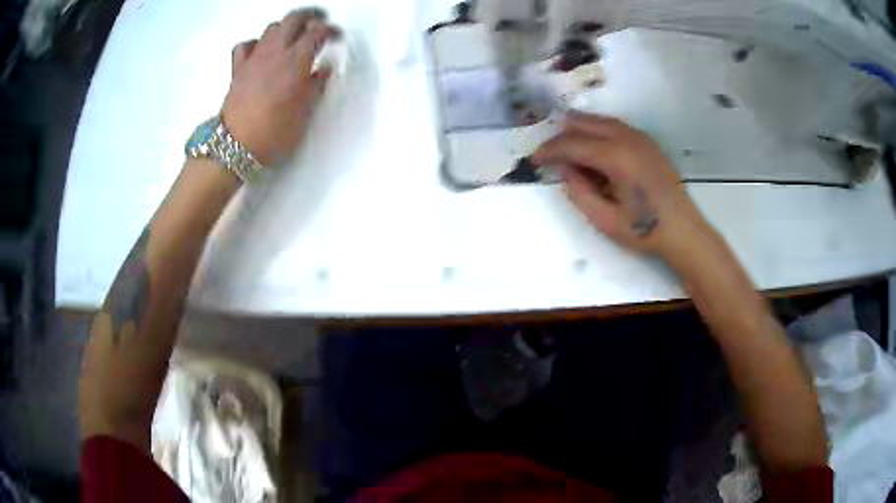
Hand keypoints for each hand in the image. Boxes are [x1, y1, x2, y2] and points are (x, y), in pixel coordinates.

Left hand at [221, 8, 339, 164]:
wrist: (235, 146)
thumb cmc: (275, 132)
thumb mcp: (305, 112)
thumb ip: (317, 86)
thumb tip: (324, 69)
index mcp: (296, 60)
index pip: (317, 32)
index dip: (331, 30)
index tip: (337, 37)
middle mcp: (275, 51)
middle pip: (294, 19)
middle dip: (310, 16)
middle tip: (319, 23)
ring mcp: (254, 58)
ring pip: (272, 28)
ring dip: (286, 27)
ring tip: (293, 37)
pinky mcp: (238, 68)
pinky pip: (247, 45)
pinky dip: (256, 43)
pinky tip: (261, 52)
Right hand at [532, 112, 708, 258]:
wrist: (683, 230)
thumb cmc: (645, 229)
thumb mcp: (605, 220)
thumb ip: (579, 192)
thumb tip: (564, 169)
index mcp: (616, 157)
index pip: (572, 144)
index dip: (550, 150)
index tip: (534, 160)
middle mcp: (627, 138)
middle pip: (584, 124)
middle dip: (562, 136)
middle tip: (548, 153)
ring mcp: (640, 137)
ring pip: (600, 121)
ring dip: (579, 129)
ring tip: (565, 145)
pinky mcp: (647, 142)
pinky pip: (615, 126)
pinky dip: (598, 130)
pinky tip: (593, 145)